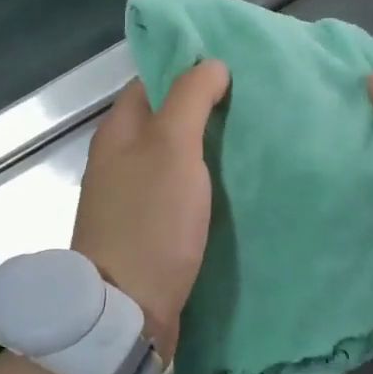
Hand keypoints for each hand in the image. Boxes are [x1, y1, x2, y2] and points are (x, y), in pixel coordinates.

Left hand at [72, 61, 230, 361]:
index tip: (232, 65)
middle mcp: (120, 159)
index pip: (152, 80)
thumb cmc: (150, 219)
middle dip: (204, 108)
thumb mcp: (172, 146)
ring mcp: (132, 196)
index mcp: (118, 131)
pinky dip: (205, 181)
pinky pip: (180, 190)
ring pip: (175, 156)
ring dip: (208, 146)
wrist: (127, 310)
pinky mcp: (149, 228)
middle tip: (253, 101)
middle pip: (165, 118)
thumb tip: (211, 63)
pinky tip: (235, 182)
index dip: (188, 69)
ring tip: (254, 136)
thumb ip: (190, 99)